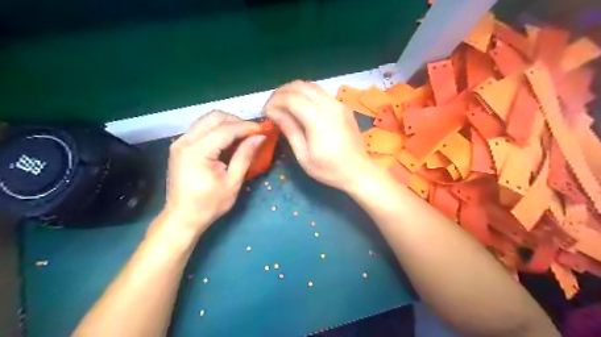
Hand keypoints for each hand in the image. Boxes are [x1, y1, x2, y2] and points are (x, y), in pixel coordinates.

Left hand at [162, 112, 263, 232]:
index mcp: (197, 151)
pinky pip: (201, 129)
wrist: (182, 218)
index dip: (247, 127)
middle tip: (253, 133)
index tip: (263, 129)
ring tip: (243, 136)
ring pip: (207, 120)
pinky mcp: (180, 146)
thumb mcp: (232, 182)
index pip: (225, 129)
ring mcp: (180, 142)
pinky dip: (217, 130)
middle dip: (237, 121)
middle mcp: (185, 141)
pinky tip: (228, 141)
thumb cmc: (209, 204)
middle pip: (214, 117)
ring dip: (227, 124)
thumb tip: (259, 137)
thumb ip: (245, 156)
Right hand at [264, 80, 370, 190]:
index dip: (275, 101)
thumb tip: (273, 112)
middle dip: (281, 92)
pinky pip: (321, 92)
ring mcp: (338, 104)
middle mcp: (329, 105)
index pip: (291, 98)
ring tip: (283, 104)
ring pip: (311, 86)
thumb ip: (289, 130)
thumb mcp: (303, 156)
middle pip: (300, 86)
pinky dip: (306, 94)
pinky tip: (301, 106)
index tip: (266, 112)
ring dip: (294, 91)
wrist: (358, 171)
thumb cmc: (329, 169)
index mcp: (318, 119)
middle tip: (272, 106)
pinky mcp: (343, 106)